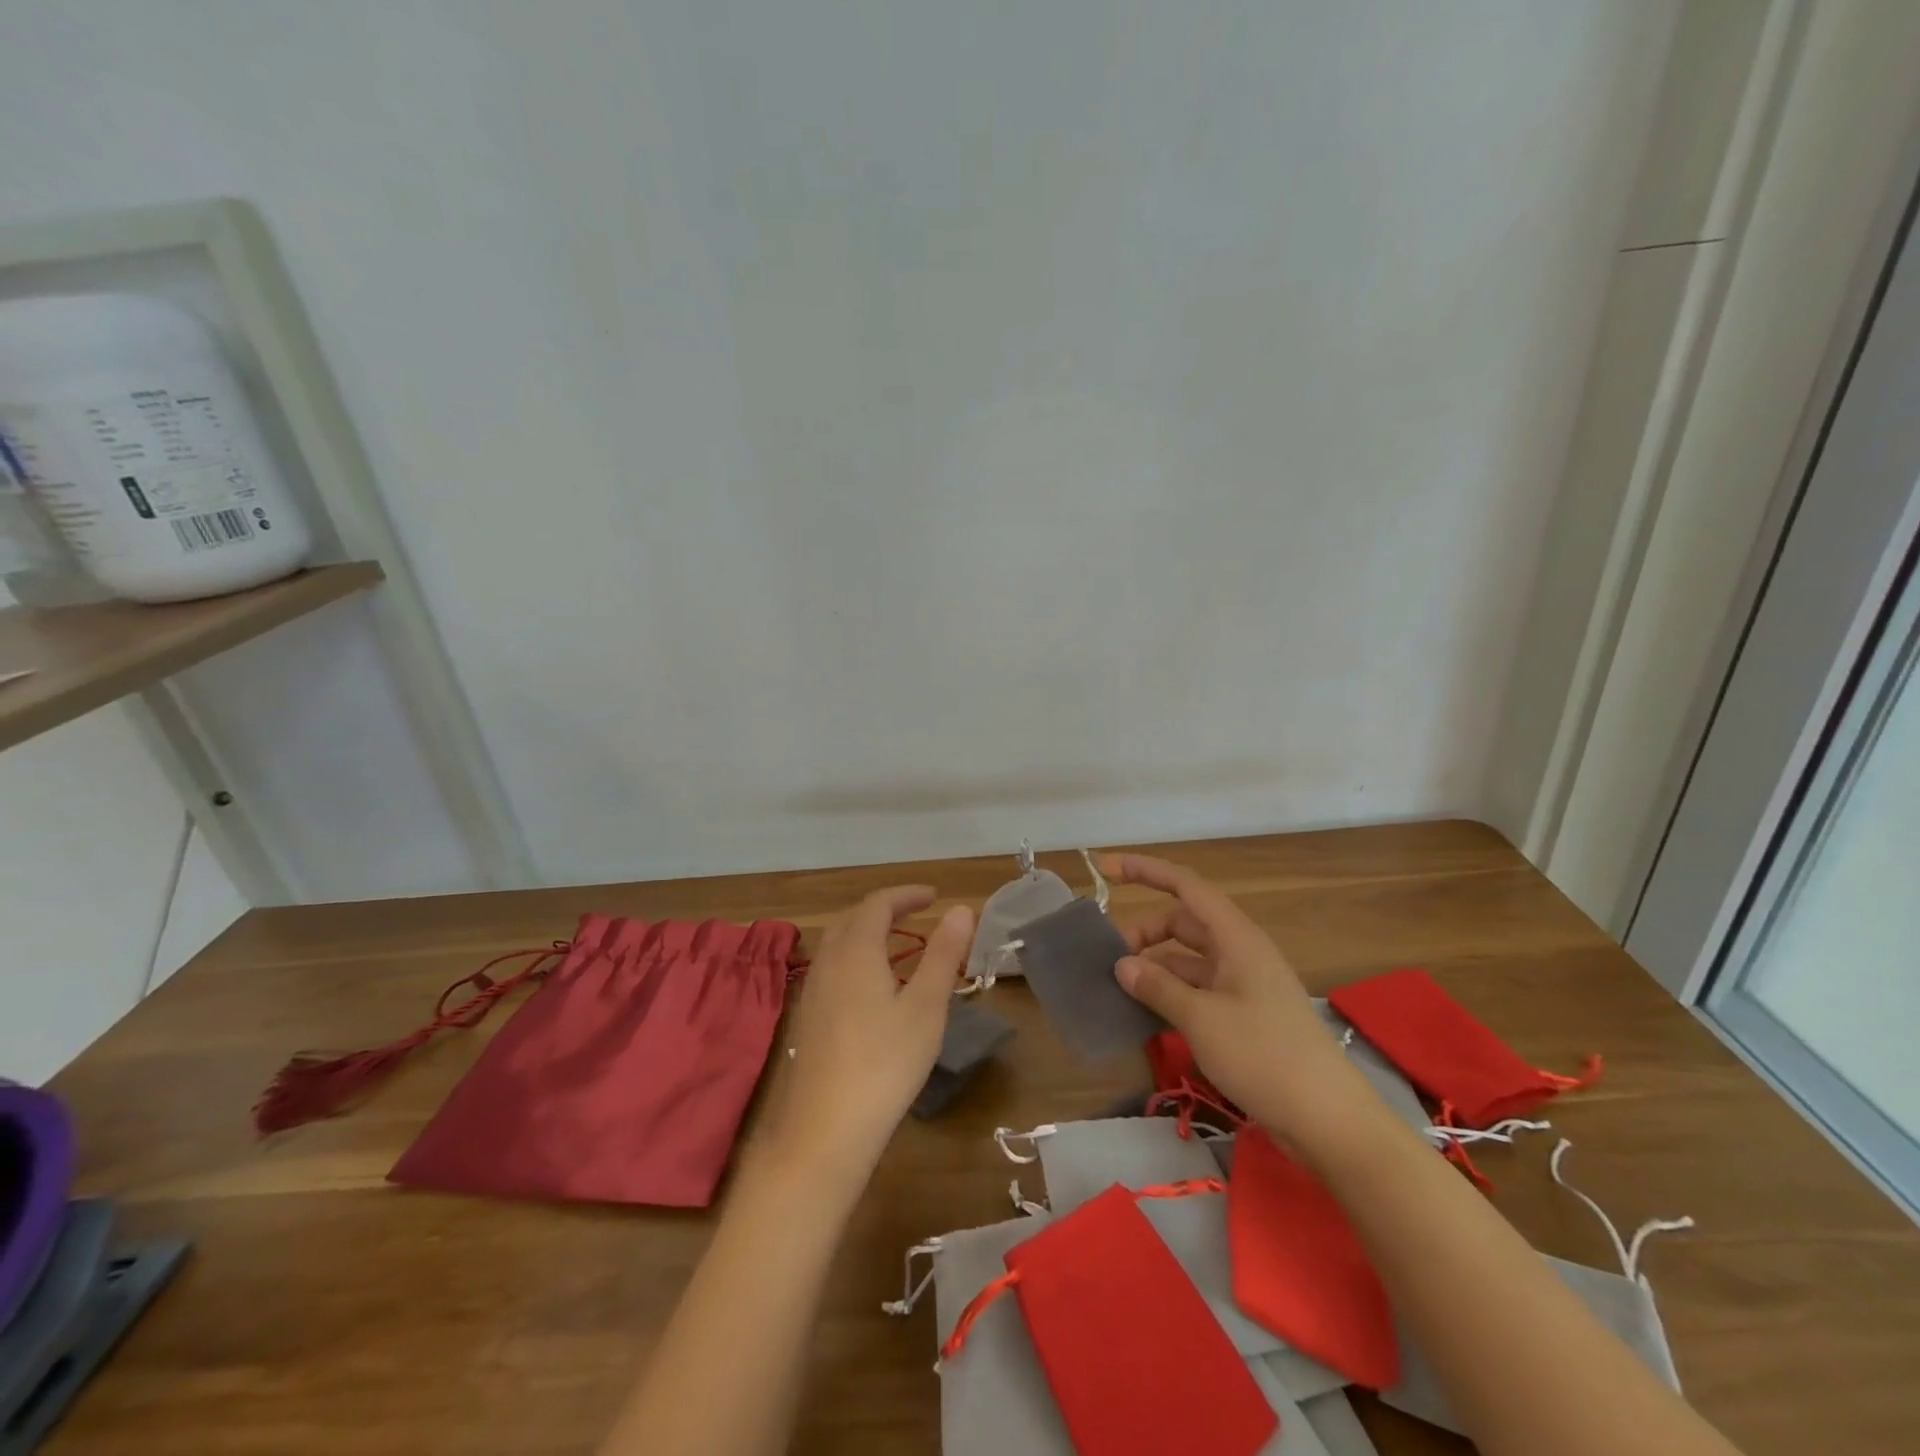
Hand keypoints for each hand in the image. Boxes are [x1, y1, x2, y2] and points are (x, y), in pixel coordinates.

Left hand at [762, 887, 972, 1189]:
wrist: (824, 1130)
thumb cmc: (885, 1063)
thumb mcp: (926, 1006)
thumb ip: (943, 954)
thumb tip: (961, 909)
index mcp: (856, 950)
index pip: (878, 903)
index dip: (907, 894)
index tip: (935, 896)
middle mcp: (828, 960)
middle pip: (853, 918)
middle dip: (886, 908)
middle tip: (918, 913)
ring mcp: (812, 990)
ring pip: (838, 943)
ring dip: (868, 932)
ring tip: (899, 944)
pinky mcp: (808, 1017)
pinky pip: (832, 967)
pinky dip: (856, 957)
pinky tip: (873, 986)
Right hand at [1103, 853, 1387, 1159]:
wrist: (1328, 1121)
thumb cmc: (1265, 1056)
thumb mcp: (1202, 1019)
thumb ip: (1159, 987)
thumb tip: (1122, 964)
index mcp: (1236, 938)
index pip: (1185, 886)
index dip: (1144, 871)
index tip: (1104, 868)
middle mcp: (1239, 953)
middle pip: (1182, 923)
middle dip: (1143, 932)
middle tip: (1109, 959)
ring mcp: (1243, 986)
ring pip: (1187, 960)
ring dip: (1154, 967)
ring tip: (1119, 989)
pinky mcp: (1244, 1016)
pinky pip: (1197, 990)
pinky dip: (1170, 994)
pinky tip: (1145, 1014)